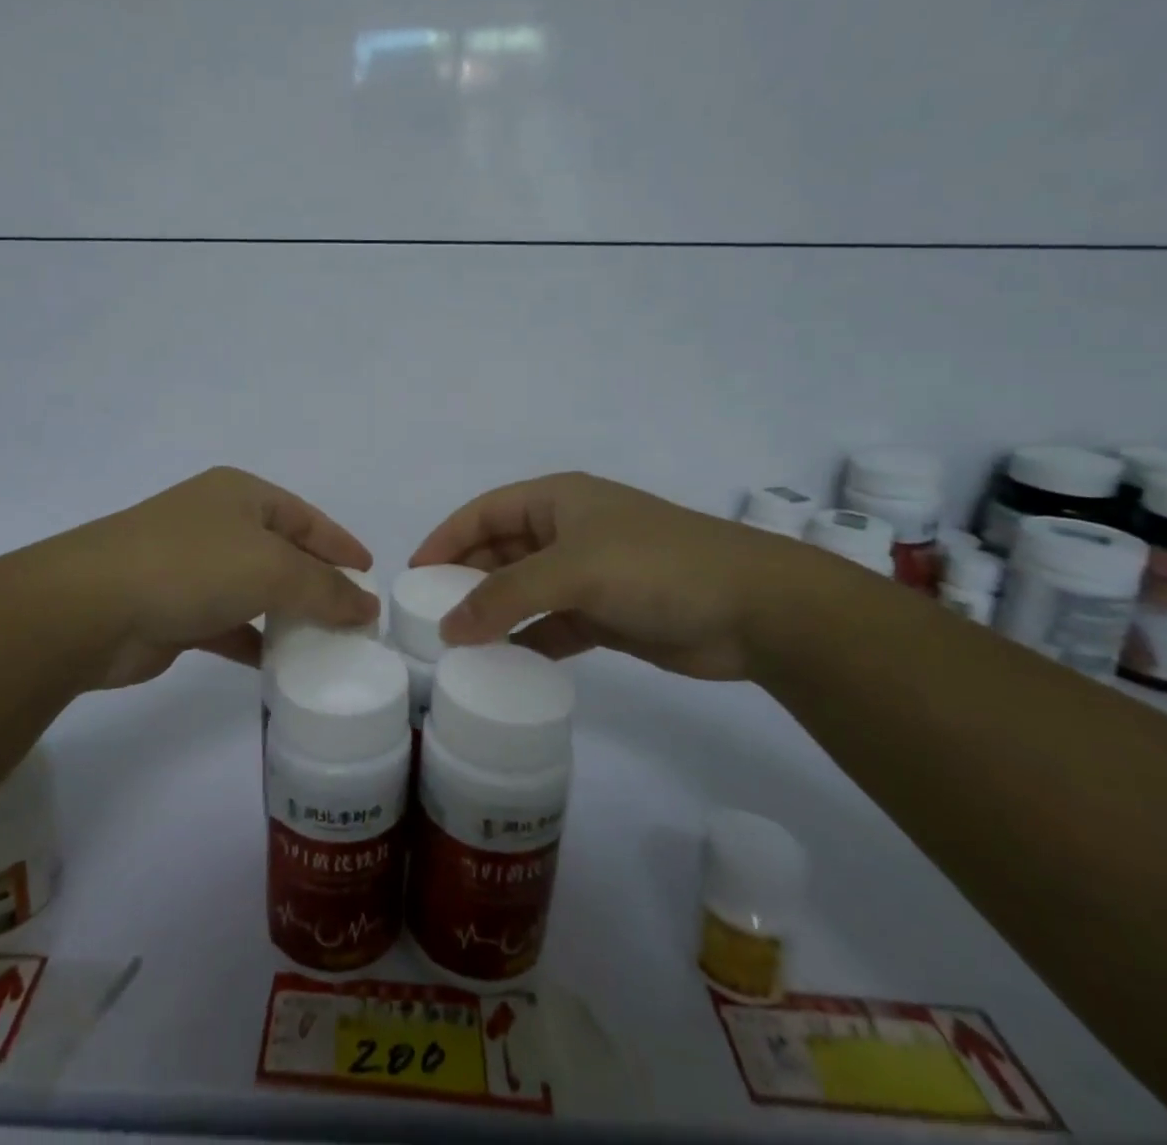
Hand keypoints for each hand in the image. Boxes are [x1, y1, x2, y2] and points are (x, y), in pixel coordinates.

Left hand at [50, 466, 378, 689]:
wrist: (90, 607)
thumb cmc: (191, 566)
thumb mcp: (271, 569)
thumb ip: (324, 589)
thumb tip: (367, 606)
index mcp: (240, 495)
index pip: (306, 517)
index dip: (340, 543)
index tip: (371, 573)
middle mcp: (217, 523)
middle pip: (282, 552)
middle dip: (317, 583)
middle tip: (354, 615)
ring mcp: (192, 566)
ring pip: (255, 590)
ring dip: (287, 615)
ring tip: (327, 643)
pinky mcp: (175, 610)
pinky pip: (229, 624)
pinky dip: (253, 641)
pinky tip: (277, 665)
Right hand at [409, 472, 818, 680]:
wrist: (754, 609)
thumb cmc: (654, 566)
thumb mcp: (571, 571)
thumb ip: (504, 597)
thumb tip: (447, 628)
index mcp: (557, 500)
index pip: (484, 512)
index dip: (446, 538)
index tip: (413, 575)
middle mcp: (567, 532)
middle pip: (499, 551)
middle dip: (465, 580)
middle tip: (428, 616)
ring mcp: (587, 574)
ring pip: (523, 591)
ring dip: (493, 614)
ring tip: (456, 646)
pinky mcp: (605, 615)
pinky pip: (551, 626)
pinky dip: (527, 641)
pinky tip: (504, 665)